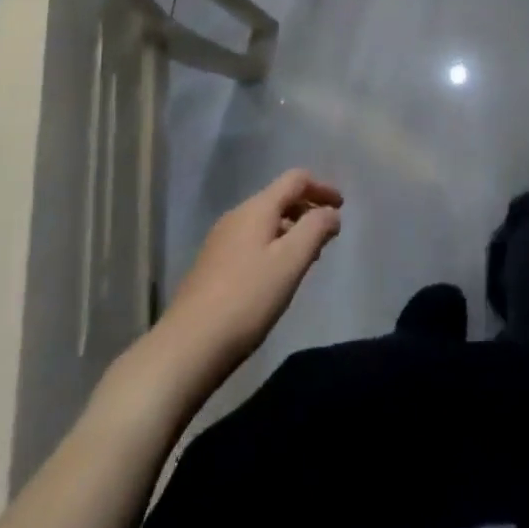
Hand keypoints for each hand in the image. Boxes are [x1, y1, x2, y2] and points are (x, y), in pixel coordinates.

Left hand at [157, 169, 342, 383]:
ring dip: (290, 230)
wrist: (187, 348)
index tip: (342, 207)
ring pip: (265, 222)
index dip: (322, 188)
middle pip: (279, 198)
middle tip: (327, 235)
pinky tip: (276, 277)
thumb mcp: (290, 262)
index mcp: (256, 208)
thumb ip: (315, 230)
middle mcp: (236, 216)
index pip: (295, 179)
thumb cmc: (246, 299)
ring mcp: (220, 241)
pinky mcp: (212, 266)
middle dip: (306, 210)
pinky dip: (273, 246)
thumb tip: (331, 212)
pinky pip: (252, 242)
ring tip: (307, 258)